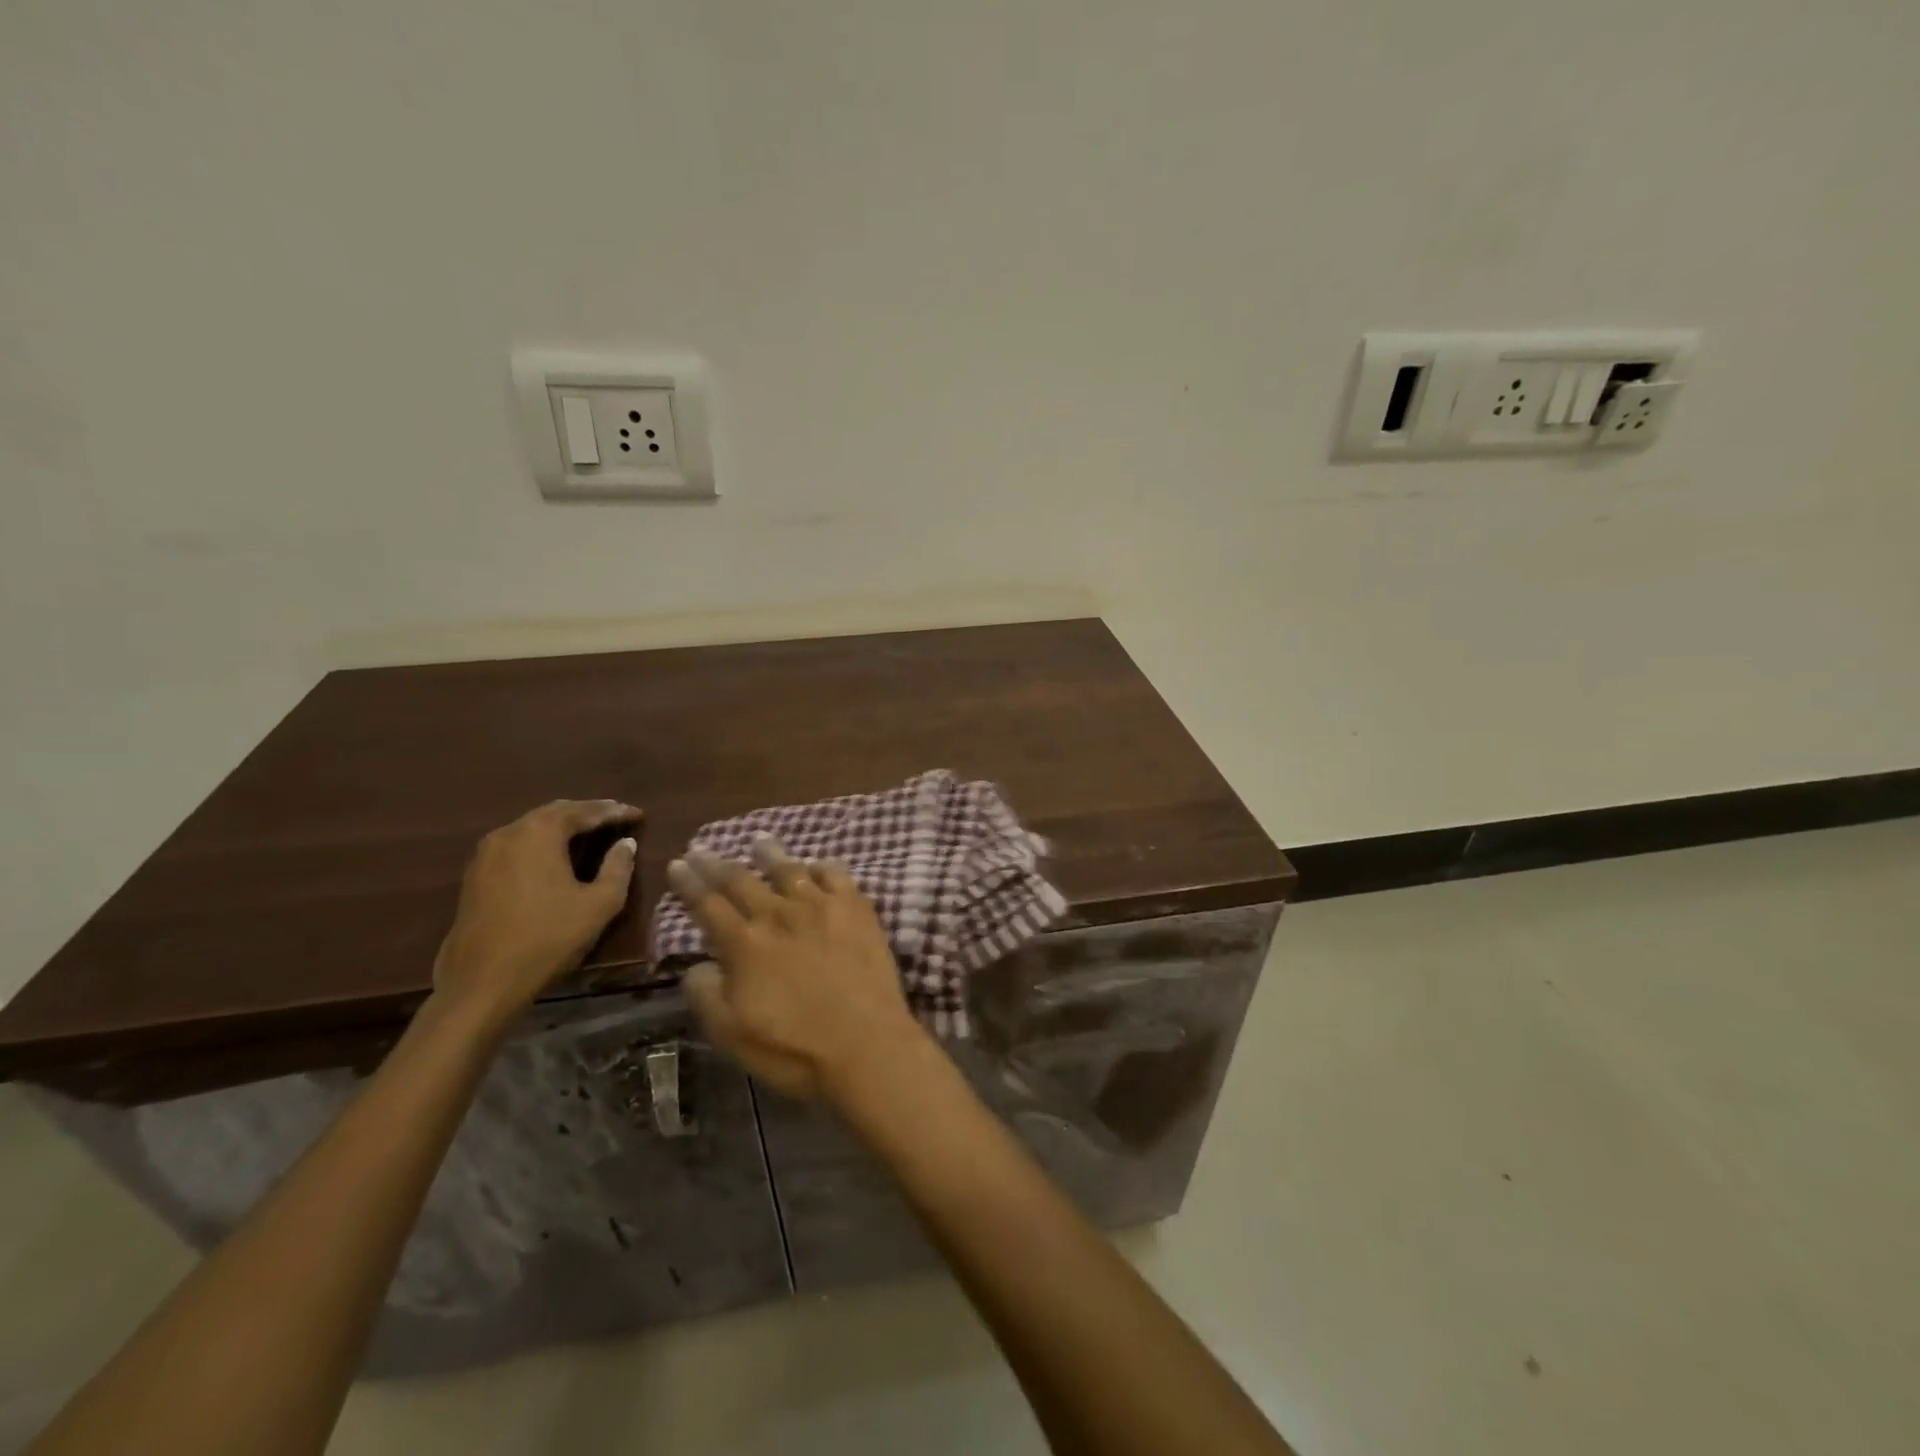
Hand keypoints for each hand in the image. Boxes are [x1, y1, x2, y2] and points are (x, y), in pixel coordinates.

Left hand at [432, 799, 641, 1029]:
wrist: (483, 982)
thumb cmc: (548, 938)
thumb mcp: (599, 904)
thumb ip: (618, 867)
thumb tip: (625, 843)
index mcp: (540, 832)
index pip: (585, 812)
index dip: (614, 811)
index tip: (638, 814)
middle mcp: (509, 832)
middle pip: (555, 812)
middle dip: (587, 813)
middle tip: (615, 816)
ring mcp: (486, 853)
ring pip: (532, 827)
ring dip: (562, 826)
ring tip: (589, 832)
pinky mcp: (475, 875)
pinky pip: (516, 845)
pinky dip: (541, 842)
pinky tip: (555, 855)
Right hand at [670, 837, 933, 1106]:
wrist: (865, 1045)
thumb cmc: (793, 1049)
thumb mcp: (730, 1034)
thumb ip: (706, 994)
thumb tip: (698, 964)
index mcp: (744, 944)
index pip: (708, 904)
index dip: (689, 883)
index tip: (677, 864)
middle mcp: (779, 914)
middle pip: (742, 880)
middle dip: (717, 862)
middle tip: (703, 847)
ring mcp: (821, 906)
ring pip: (790, 869)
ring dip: (770, 854)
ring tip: (760, 841)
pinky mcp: (857, 909)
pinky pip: (837, 874)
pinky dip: (823, 866)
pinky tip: (818, 865)